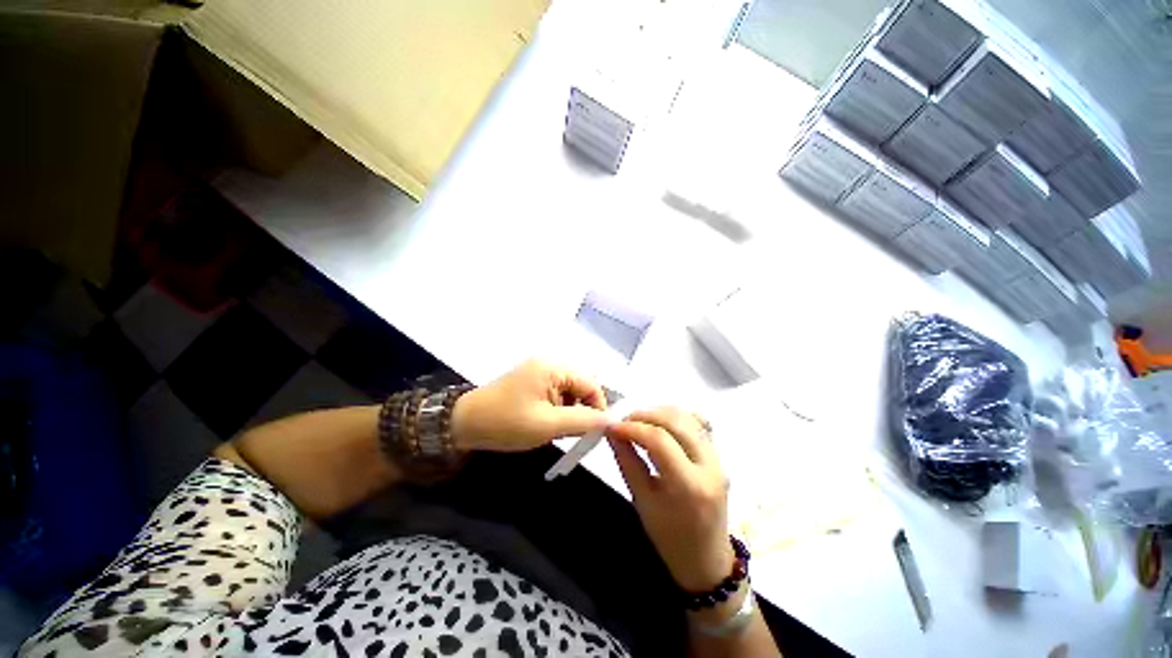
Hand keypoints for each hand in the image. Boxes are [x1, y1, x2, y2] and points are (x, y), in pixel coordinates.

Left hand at [452, 360, 608, 452]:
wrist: (463, 423)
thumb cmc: (506, 422)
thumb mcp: (547, 425)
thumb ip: (582, 421)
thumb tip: (611, 420)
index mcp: (554, 368)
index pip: (592, 384)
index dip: (599, 407)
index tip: (597, 432)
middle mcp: (549, 364)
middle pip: (582, 386)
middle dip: (583, 410)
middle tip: (577, 434)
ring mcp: (540, 371)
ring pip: (570, 392)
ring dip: (570, 411)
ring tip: (558, 430)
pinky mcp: (532, 381)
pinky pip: (557, 393)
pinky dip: (559, 409)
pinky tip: (548, 423)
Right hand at [606, 407, 733, 591]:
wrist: (707, 559)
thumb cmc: (670, 539)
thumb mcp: (642, 503)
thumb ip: (627, 462)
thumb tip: (612, 433)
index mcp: (690, 486)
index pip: (660, 440)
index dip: (633, 428)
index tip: (612, 427)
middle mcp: (710, 466)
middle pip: (676, 421)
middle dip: (645, 416)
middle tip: (623, 422)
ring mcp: (718, 458)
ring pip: (688, 417)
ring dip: (659, 413)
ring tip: (638, 422)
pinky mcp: (718, 455)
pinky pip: (697, 424)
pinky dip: (676, 417)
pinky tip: (660, 424)